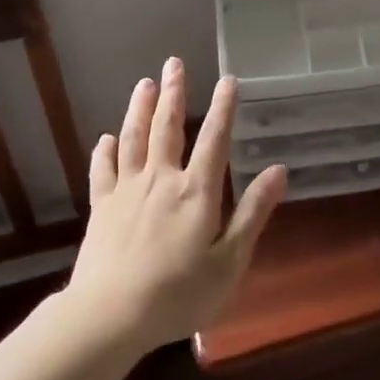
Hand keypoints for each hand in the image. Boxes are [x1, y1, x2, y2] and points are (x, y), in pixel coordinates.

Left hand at [66, 57, 288, 349]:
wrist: (110, 316)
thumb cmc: (179, 294)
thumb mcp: (230, 261)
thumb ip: (253, 213)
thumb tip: (279, 170)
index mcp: (196, 191)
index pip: (215, 139)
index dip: (224, 108)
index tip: (228, 78)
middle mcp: (162, 180)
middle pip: (168, 128)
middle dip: (174, 93)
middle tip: (174, 63)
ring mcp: (127, 191)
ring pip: (134, 139)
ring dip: (140, 109)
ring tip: (145, 83)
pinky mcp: (101, 208)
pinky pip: (103, 171)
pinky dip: (105, 151)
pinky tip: (106, 138)